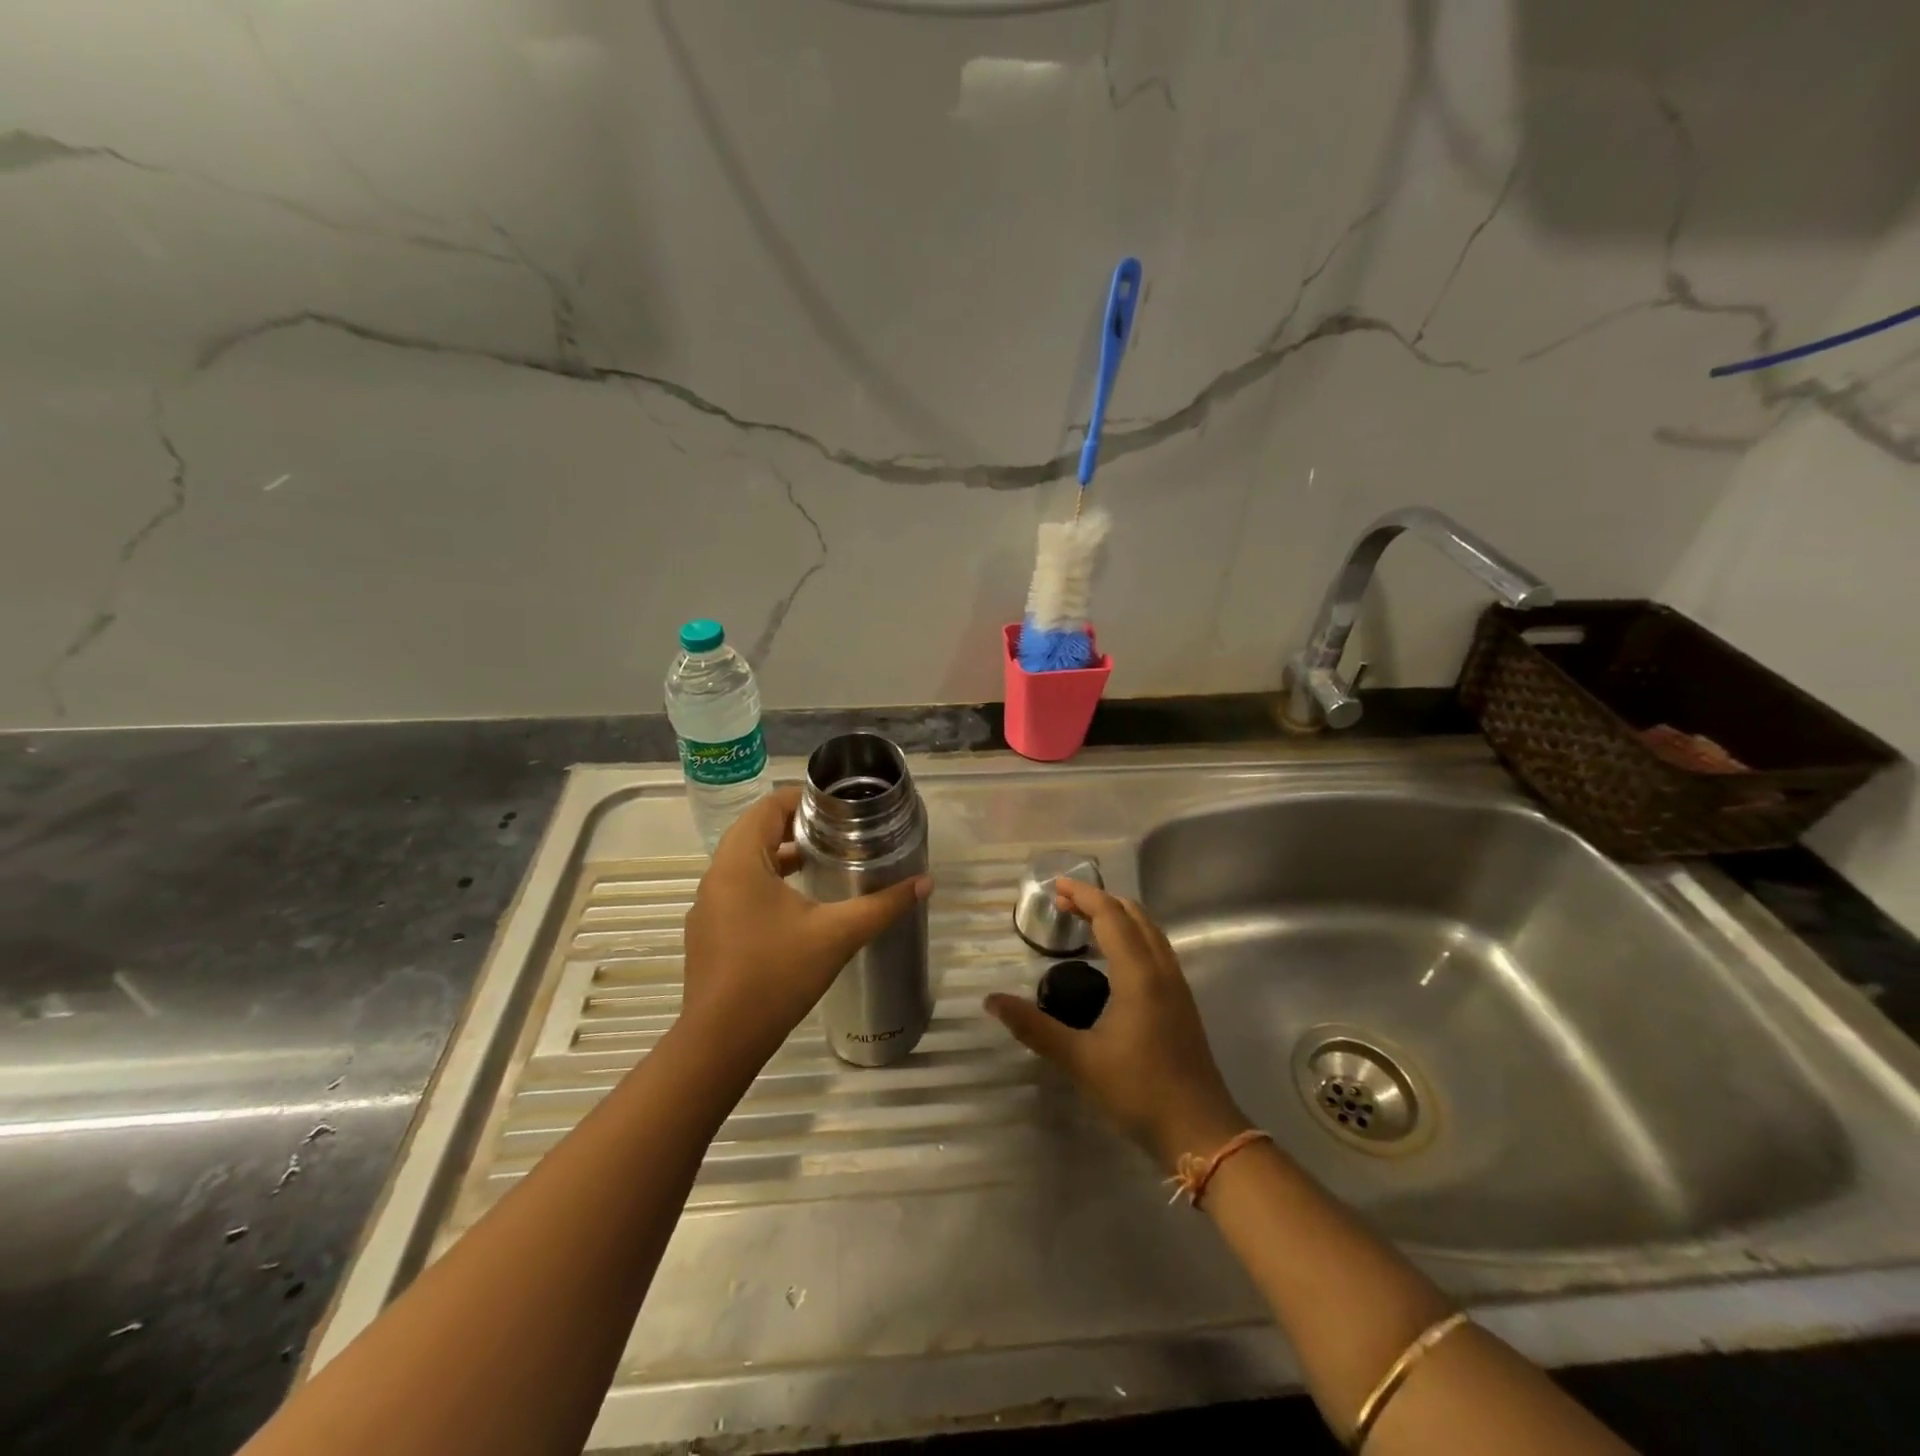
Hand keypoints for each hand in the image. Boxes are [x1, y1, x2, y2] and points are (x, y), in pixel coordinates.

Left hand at [679, 786, 931, 1073]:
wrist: (721, 1042)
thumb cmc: (776, 975)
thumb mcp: (837, 935)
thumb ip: (883, 905)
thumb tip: (926, 883)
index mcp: (740, 862)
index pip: (768, 806)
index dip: (804, 798)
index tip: (839, 807)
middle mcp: (717, 875)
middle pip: (756, 831)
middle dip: (797, 826)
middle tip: (840, 832)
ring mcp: (708, 906)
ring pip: (747, 862)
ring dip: (782, 855)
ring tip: (825, 862)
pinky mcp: (709, 932)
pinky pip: (739, 889)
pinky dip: (768, 883)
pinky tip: (799, 906)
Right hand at [985, 879, 1248, 1170]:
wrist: (1200, 1131)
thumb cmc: (1138, 1091)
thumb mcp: (1080, 1061)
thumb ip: (1035, 1027)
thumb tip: (992, 1001)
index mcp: (1139, 974)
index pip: (1110, 916)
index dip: (1083, 896)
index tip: (1055, 887)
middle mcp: (1161, 969)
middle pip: (1133, 915)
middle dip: (1099, 901)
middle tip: (1064, 901)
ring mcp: (1177, 985)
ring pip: (1149, 931)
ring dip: (1119, 915)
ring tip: (1086, 920)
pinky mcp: (1182, 1002)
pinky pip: (1156, 948)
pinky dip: (1133, 934)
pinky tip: (1115, 957)